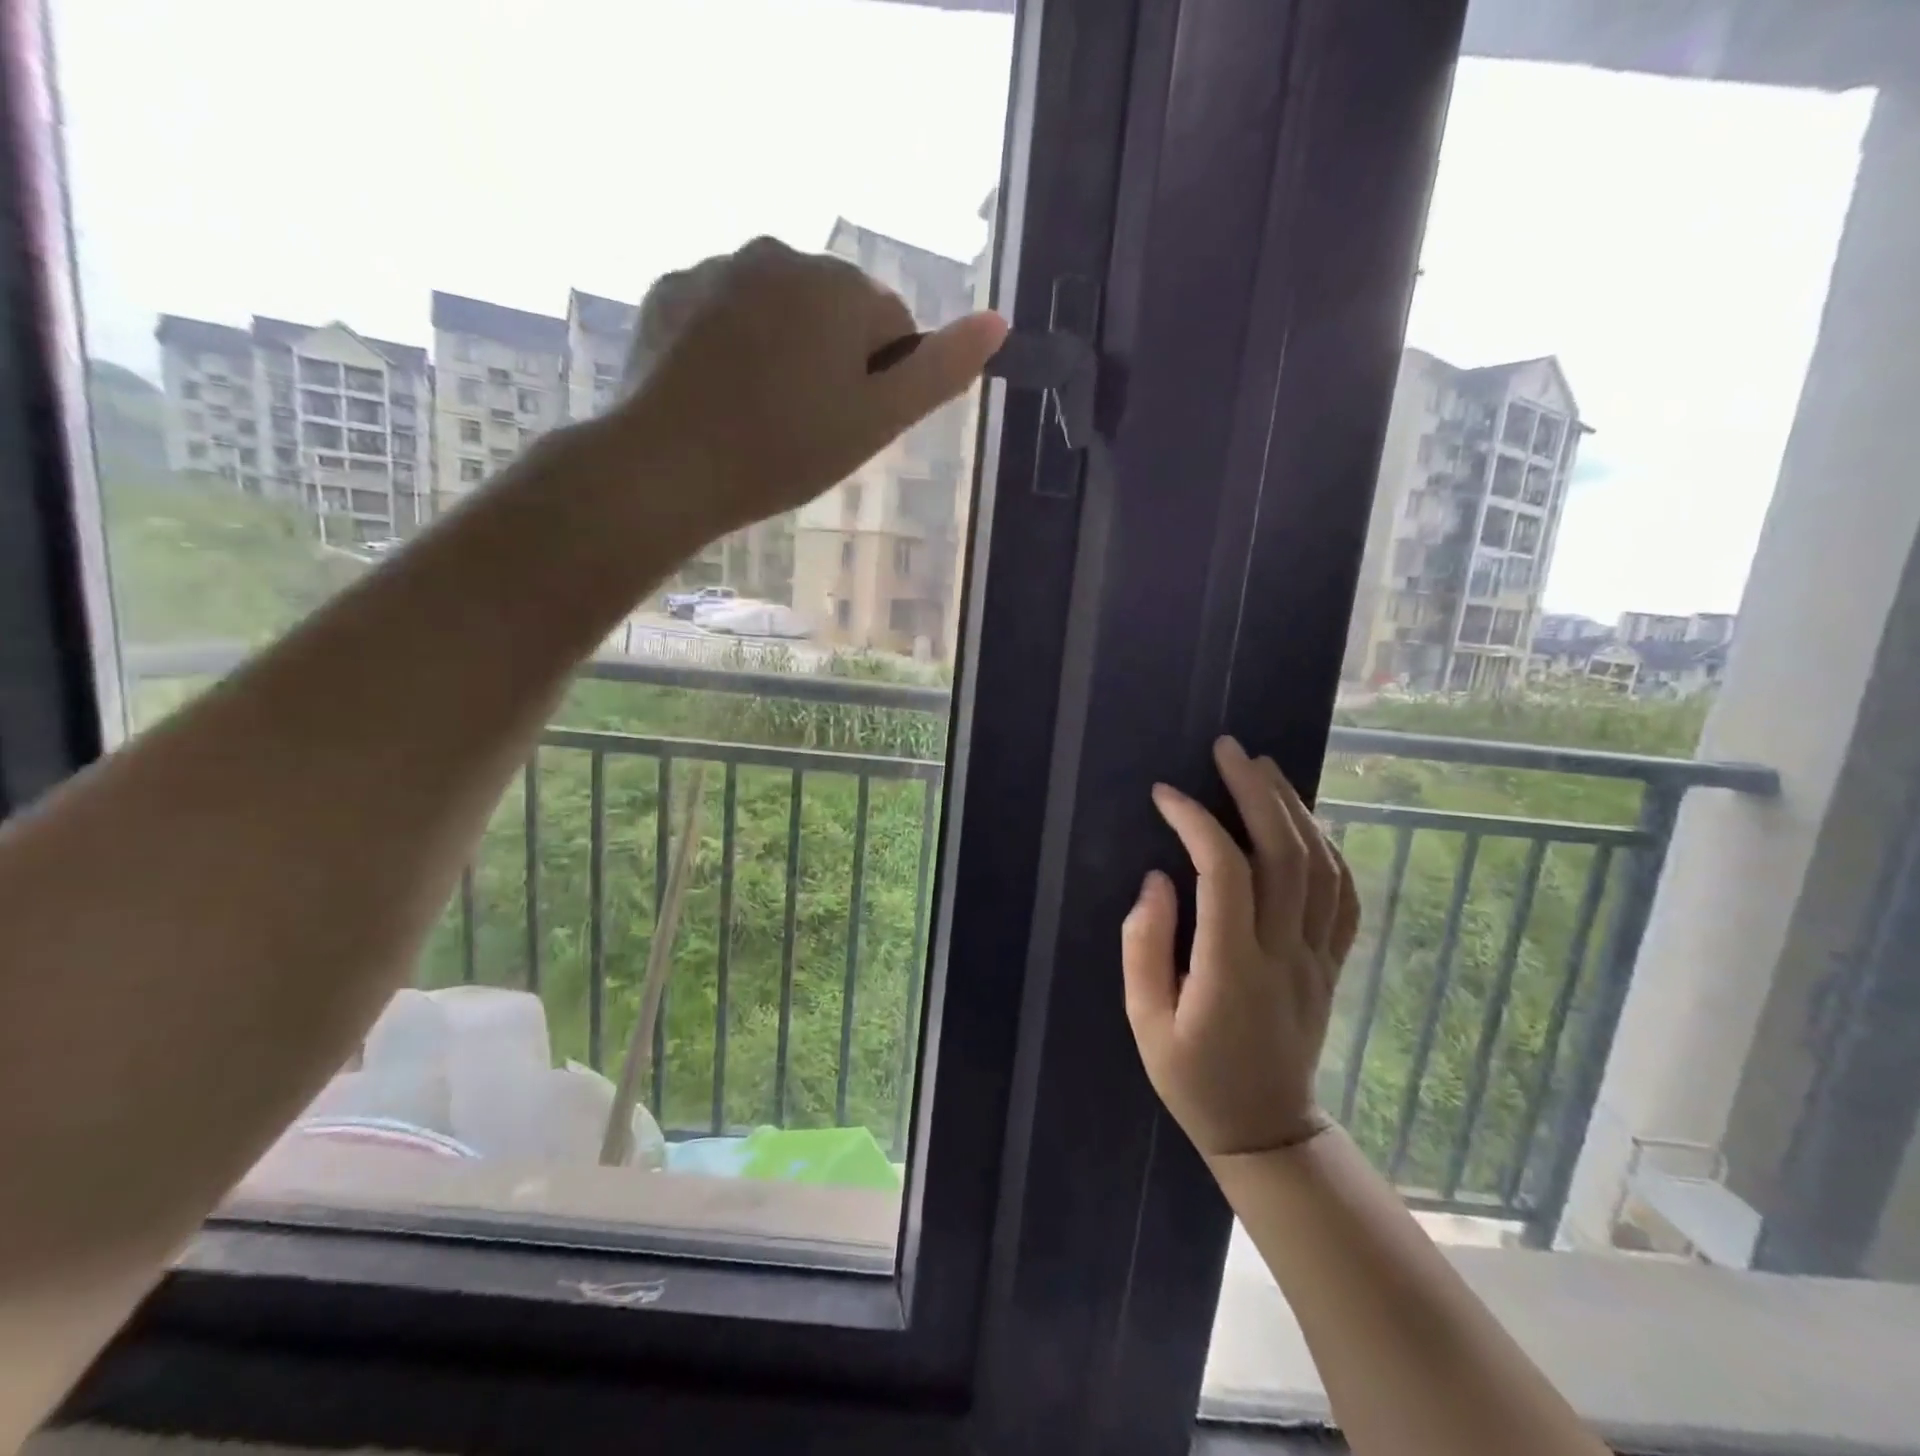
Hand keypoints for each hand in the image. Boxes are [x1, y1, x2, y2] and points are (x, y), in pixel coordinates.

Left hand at [616, 236, 1007, 536]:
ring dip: (782, 351)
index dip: (880, 381)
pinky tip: (718, 396)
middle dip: (831, 359)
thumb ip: (940, 371)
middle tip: (806, 427)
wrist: (669, 466)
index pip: (890, 326)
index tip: (849, 425)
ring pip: (777, 309)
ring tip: (760, 416)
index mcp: (841, 286)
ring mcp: (718, 267)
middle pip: (833, 310)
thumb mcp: (878, 421)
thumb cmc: (786, 450)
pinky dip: (730, 346)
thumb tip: (998, 322)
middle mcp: (781, 253)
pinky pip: (723, 313)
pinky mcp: (670, 291)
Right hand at [1122, 736, 1359, 1158]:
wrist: (1265, 1130)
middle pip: (1284, 855)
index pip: (1222, 873)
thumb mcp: (1146, 1022)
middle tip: (1228, 749)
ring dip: (1294, 809)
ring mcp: (1317, 957)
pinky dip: (1329, 849)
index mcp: (1231, 968)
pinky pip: (1344, 897)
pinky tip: (1306, 822)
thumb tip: (1157, 880)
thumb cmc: (1193, 1078)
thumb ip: (1145, 947)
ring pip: (1321, 867)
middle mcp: (1283, 953)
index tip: (1166, 795)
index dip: (1196, 822)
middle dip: (1256, 792)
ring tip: (1265, 768)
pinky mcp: (1332, 964)